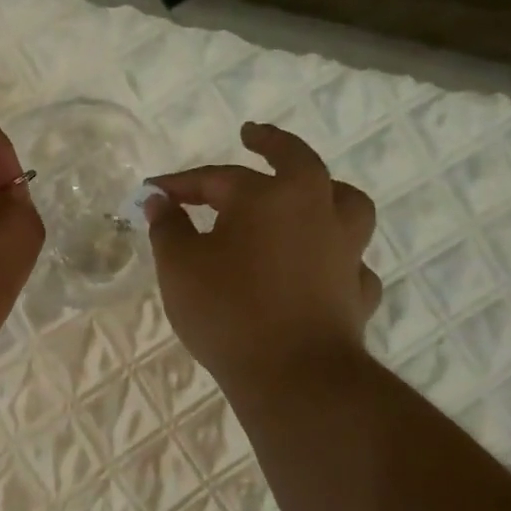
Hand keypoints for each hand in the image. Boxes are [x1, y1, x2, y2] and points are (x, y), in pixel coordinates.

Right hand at [147, 122, 380, 391]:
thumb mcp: (180, 266)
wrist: (294, 375)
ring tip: (311, 193)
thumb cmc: (228, 311)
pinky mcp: (356, 290)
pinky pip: (350, 261)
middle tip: (254, 135)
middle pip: (298, 162)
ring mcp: (345, 250)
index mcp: (271, 196)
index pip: (218, 178)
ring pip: (345, 205)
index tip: (153, 192)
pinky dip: (335, 256)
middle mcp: (317, 210)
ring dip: (325, 192)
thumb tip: (161, 201)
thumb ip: (168, 227)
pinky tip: (321, 267)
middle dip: (272, 144)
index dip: (181, 183)